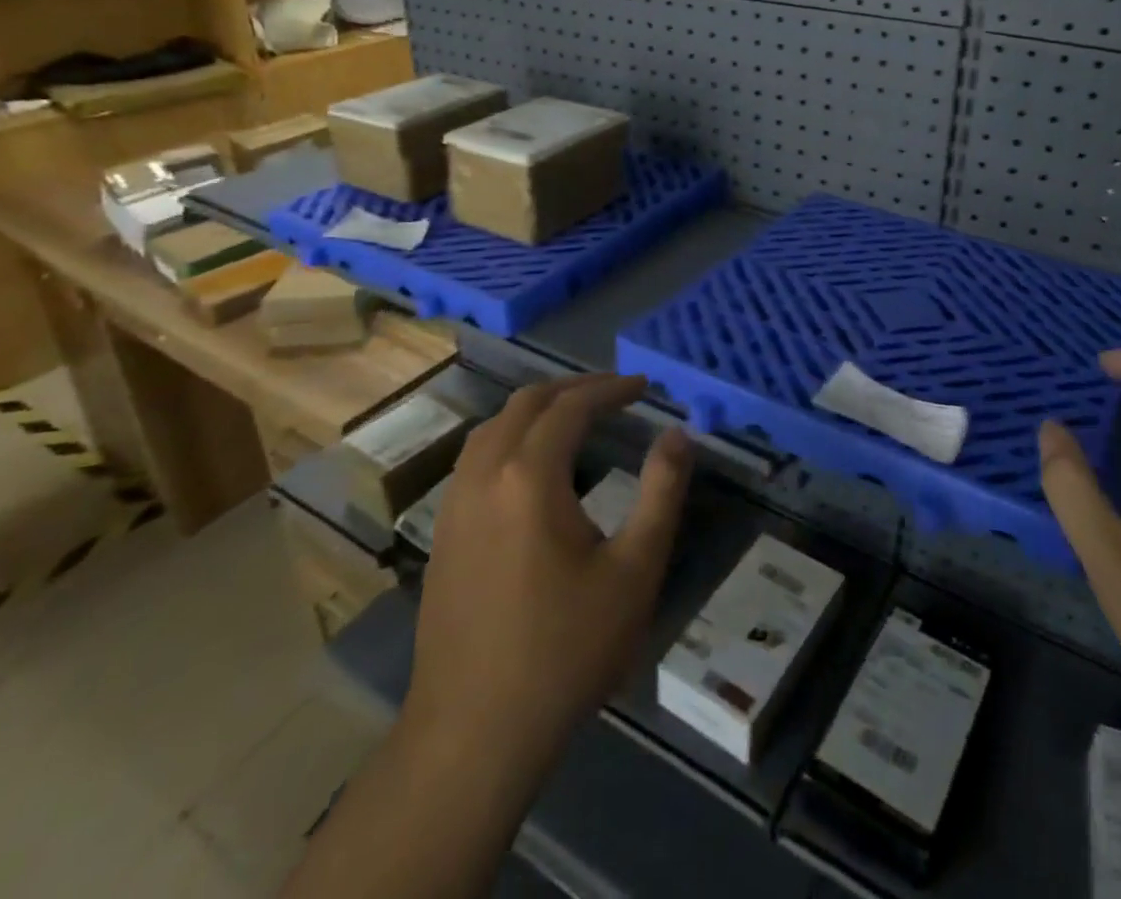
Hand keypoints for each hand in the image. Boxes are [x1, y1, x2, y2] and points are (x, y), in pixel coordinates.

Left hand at [407, 373, 694, 756]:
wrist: (475, 732)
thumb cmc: (566, 649)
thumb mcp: (635, 571)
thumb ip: (661, 493)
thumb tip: (678, 435)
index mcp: (530, 476)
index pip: (571, 406)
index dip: (610, 389)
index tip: (644, 388)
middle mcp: (484, 475)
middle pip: (526, 404)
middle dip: (574, 389)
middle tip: (615, 394)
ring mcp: (454, 504)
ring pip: (493, 427)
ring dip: (536, 409)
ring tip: (575, 417)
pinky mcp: (441, 533)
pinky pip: (475, 458)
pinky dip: (509, 437)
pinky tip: (530, 466)